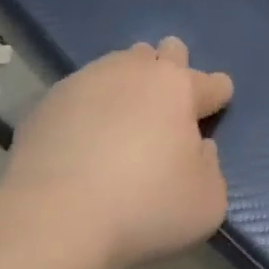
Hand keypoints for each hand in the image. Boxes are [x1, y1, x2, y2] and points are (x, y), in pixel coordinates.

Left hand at [4, 38, 232, 268]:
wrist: (54, 216)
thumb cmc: (144, 207)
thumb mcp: (206, 203)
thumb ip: (211, 168)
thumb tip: (198, 148)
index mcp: (178, 87)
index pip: (212, 81)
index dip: (217, 94)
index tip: (216, 104)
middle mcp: (136, 70)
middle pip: (164, 52)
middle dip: (173, 69)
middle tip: (167, 106)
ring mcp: (89, 79)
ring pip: (120, 64)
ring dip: (129, 84)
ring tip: (122, 121)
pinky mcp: (50, 98)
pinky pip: (81, 92)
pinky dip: (88, 108)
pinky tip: (82, 139)